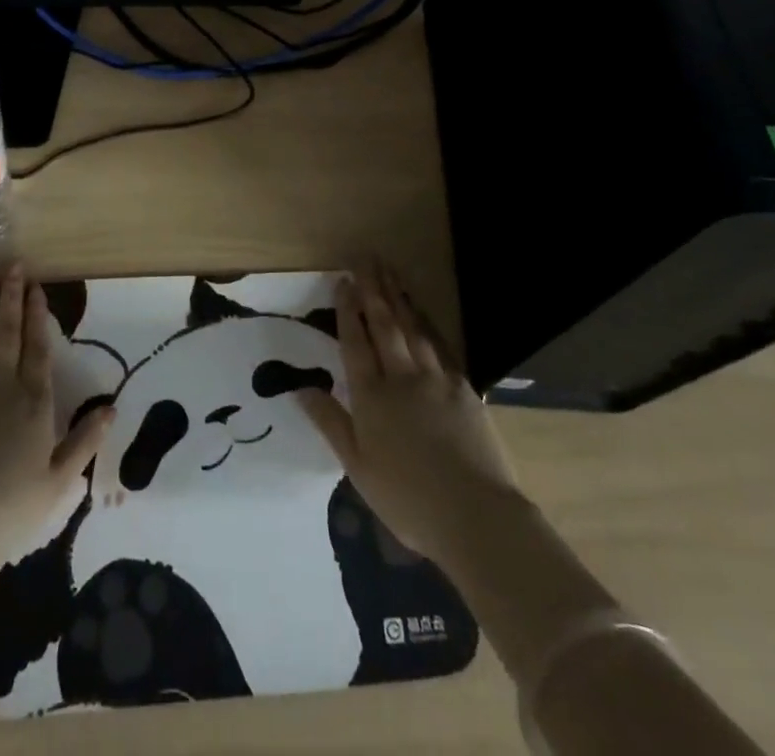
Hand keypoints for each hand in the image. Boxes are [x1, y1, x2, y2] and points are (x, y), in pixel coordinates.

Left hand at [0, 265, 110, 589]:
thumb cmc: (3, 514)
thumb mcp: (56, 485)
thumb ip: (84, 443)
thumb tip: (112, 409)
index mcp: (34, 404)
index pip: (39, 349)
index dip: (39, 317)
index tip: (38, 289)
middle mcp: (1, 384)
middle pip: (9, 332)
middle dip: (13, 297)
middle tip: (15, 266)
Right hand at [297, 265, 522, 559]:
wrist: (475, 514)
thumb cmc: (408, 498)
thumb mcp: (357, 467)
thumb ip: (330, 422)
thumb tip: (300, 388)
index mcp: (371, 397)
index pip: (355, 342)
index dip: (347, 310)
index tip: (343, 281)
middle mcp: (401, 377)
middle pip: (384, 324)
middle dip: (373, 289)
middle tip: (364, 260)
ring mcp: (434, 378)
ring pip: (412, 327)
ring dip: (398, 296)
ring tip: (389, 272)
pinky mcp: (462, 386)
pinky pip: (438, 343)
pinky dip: (427, 322)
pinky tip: (421, 311)